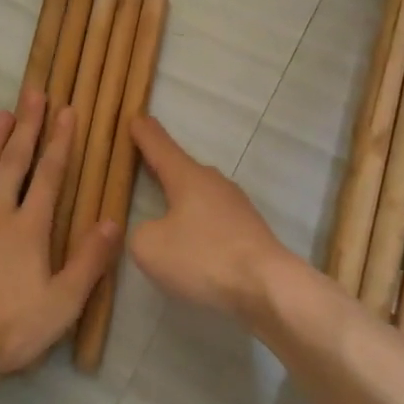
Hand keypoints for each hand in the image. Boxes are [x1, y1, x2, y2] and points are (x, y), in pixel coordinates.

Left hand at [0, 93, 121, 374]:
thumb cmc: (12, 327)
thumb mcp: (64, 303)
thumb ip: (90, 260)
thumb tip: (113, 220)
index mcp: (29, 228)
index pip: (49, 175)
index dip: (60, 141)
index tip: (67, 111)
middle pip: (14, 162)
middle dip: (26, 126)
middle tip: (33, 94)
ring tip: (1, 114)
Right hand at [128, 115, 293, 320]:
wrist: (267, 285)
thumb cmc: (203, 257)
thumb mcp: (150, 247)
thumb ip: (139, 232)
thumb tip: (152, 230)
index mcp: (187, 177)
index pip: (160, 146)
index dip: (144, 133)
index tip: (135, 117)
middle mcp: (213, 182)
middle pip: (181, 168)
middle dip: (162, 165)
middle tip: (144, 160)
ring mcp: (235, 205)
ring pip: (199, 194)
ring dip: (182, 197)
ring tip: (164, 205)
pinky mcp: (248, 230)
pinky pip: (213, 217)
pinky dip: (198, 222)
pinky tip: (192, 240)